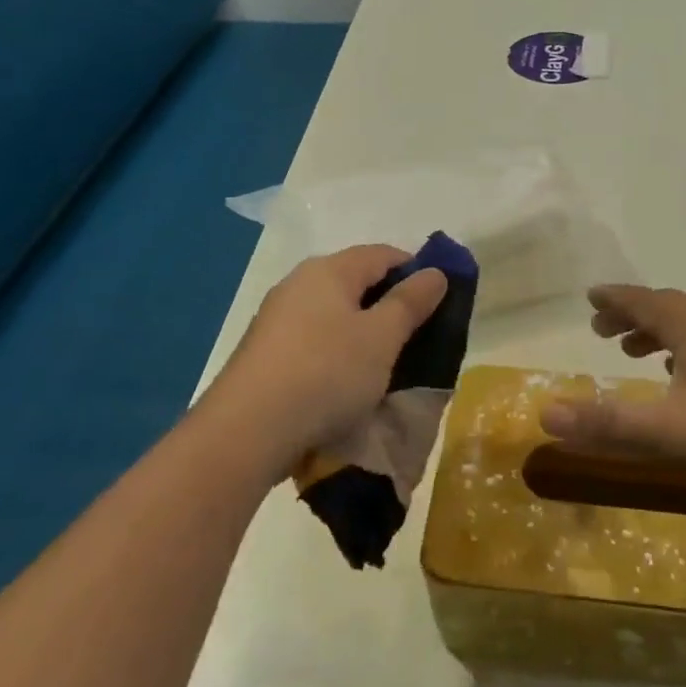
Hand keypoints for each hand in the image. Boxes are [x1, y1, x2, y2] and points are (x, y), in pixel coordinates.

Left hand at [208, 245, 446, 478]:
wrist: (246, 431)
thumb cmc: (326, 372)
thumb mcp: (382, 337)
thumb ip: (411, 302)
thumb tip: (434, 272)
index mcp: (329, 270)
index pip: (384, 254)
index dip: (417, 272)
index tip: (439, 304)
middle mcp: (299, 284)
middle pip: (357, 282)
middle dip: (390, 305)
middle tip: (416, 338)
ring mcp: (277, 319)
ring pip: (335, 314)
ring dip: (363, 333)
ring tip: (384, 366)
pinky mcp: (265, 353)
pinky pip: (315, 341)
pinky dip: (337, 353)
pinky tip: (345, 383)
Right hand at [540, 285, 685, 510]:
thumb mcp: (667, 434)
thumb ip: (607, 424)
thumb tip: (546, 414)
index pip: (646, 301)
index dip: (615, 299)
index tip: (591, 297)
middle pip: (669, 309)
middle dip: (633, 315)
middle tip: (603, 330)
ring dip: (659, 332)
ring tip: (635, 352)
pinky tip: (684, 378)